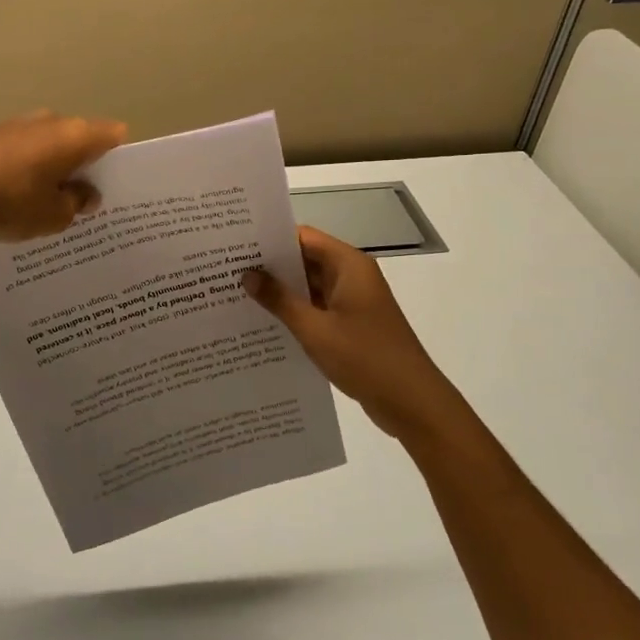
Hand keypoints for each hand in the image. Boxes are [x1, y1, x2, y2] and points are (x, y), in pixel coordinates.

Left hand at [0, 112, 127, 244]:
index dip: (118, 160)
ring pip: (49, 146)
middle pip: (79, 140)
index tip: (115, 186)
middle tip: (84, 202)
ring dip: (53, 168)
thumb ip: (77, 203)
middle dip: (84, 166)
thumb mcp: (54, 215)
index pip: (112, 136)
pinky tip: (19, 197)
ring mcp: (17, 125)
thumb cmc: (11, 201)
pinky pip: (23, 152)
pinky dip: (27, 170)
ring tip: (50, 203)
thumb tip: (85, 194)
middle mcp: (49, 121)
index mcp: (74, 135)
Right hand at [243, 226, 462, 443]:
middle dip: (270, 266)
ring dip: (281, 291)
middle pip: (305, 259)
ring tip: (237, 295)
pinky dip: (295, 311)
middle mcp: (352, 276)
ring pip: (310, 286)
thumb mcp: (315, 329)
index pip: (303, 237)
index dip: (270, 238)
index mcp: (349, 265)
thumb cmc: (365, 358)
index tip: (235, 245)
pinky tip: (264, 322)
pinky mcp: (352, 324)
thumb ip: (279, 300)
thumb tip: (248, 274)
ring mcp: (353, 301)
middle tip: (227, 271)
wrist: (412, 402)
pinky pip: (317, 308)